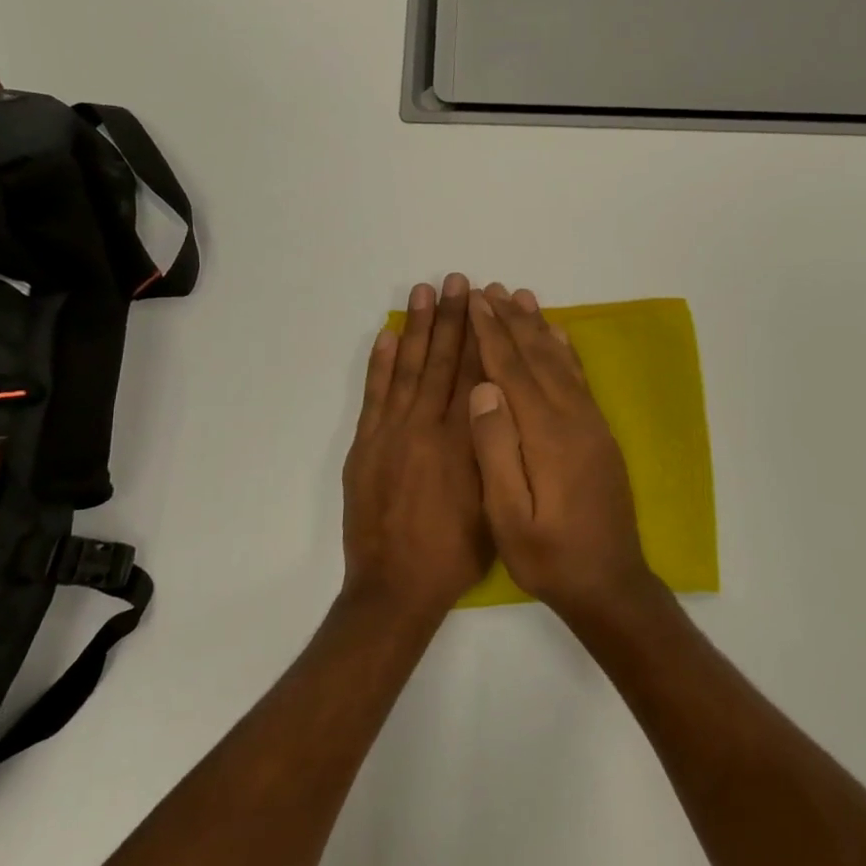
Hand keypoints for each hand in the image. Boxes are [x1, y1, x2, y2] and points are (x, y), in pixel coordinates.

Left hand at [341, 274, 493, 620]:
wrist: (397, 587)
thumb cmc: (456, 551)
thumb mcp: (494, 502)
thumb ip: (496, 449)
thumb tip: (500, 404)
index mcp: (465, 439)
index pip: (476, 373)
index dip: (482, 333)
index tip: (487, 301)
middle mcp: (429, 426)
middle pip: (443, 360)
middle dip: (452, 317)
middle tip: (457, 279)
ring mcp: (392, 433)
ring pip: (409, 369)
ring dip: (417, 328)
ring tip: (423, 292)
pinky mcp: (366, 446)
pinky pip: (374, 395)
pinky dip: (380, 364)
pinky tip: (388, 336)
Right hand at [465, 284, 657, 618]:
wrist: (609, 582)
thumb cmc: (549, 556)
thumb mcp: (509, 516)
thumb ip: (496, 450)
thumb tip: (482, 389)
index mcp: (546, 435)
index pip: (511, 371)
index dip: (490, 334)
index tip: (473, 302)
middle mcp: (573, 418)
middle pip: (537, 357)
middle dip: (510, 321)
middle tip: (488, 288)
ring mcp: (591, 424)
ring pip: (560, 361)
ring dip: (538, 327)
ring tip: (520, 297)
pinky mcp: (600, 433)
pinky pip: (580, 379)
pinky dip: (565, 351)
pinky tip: (558, 337)